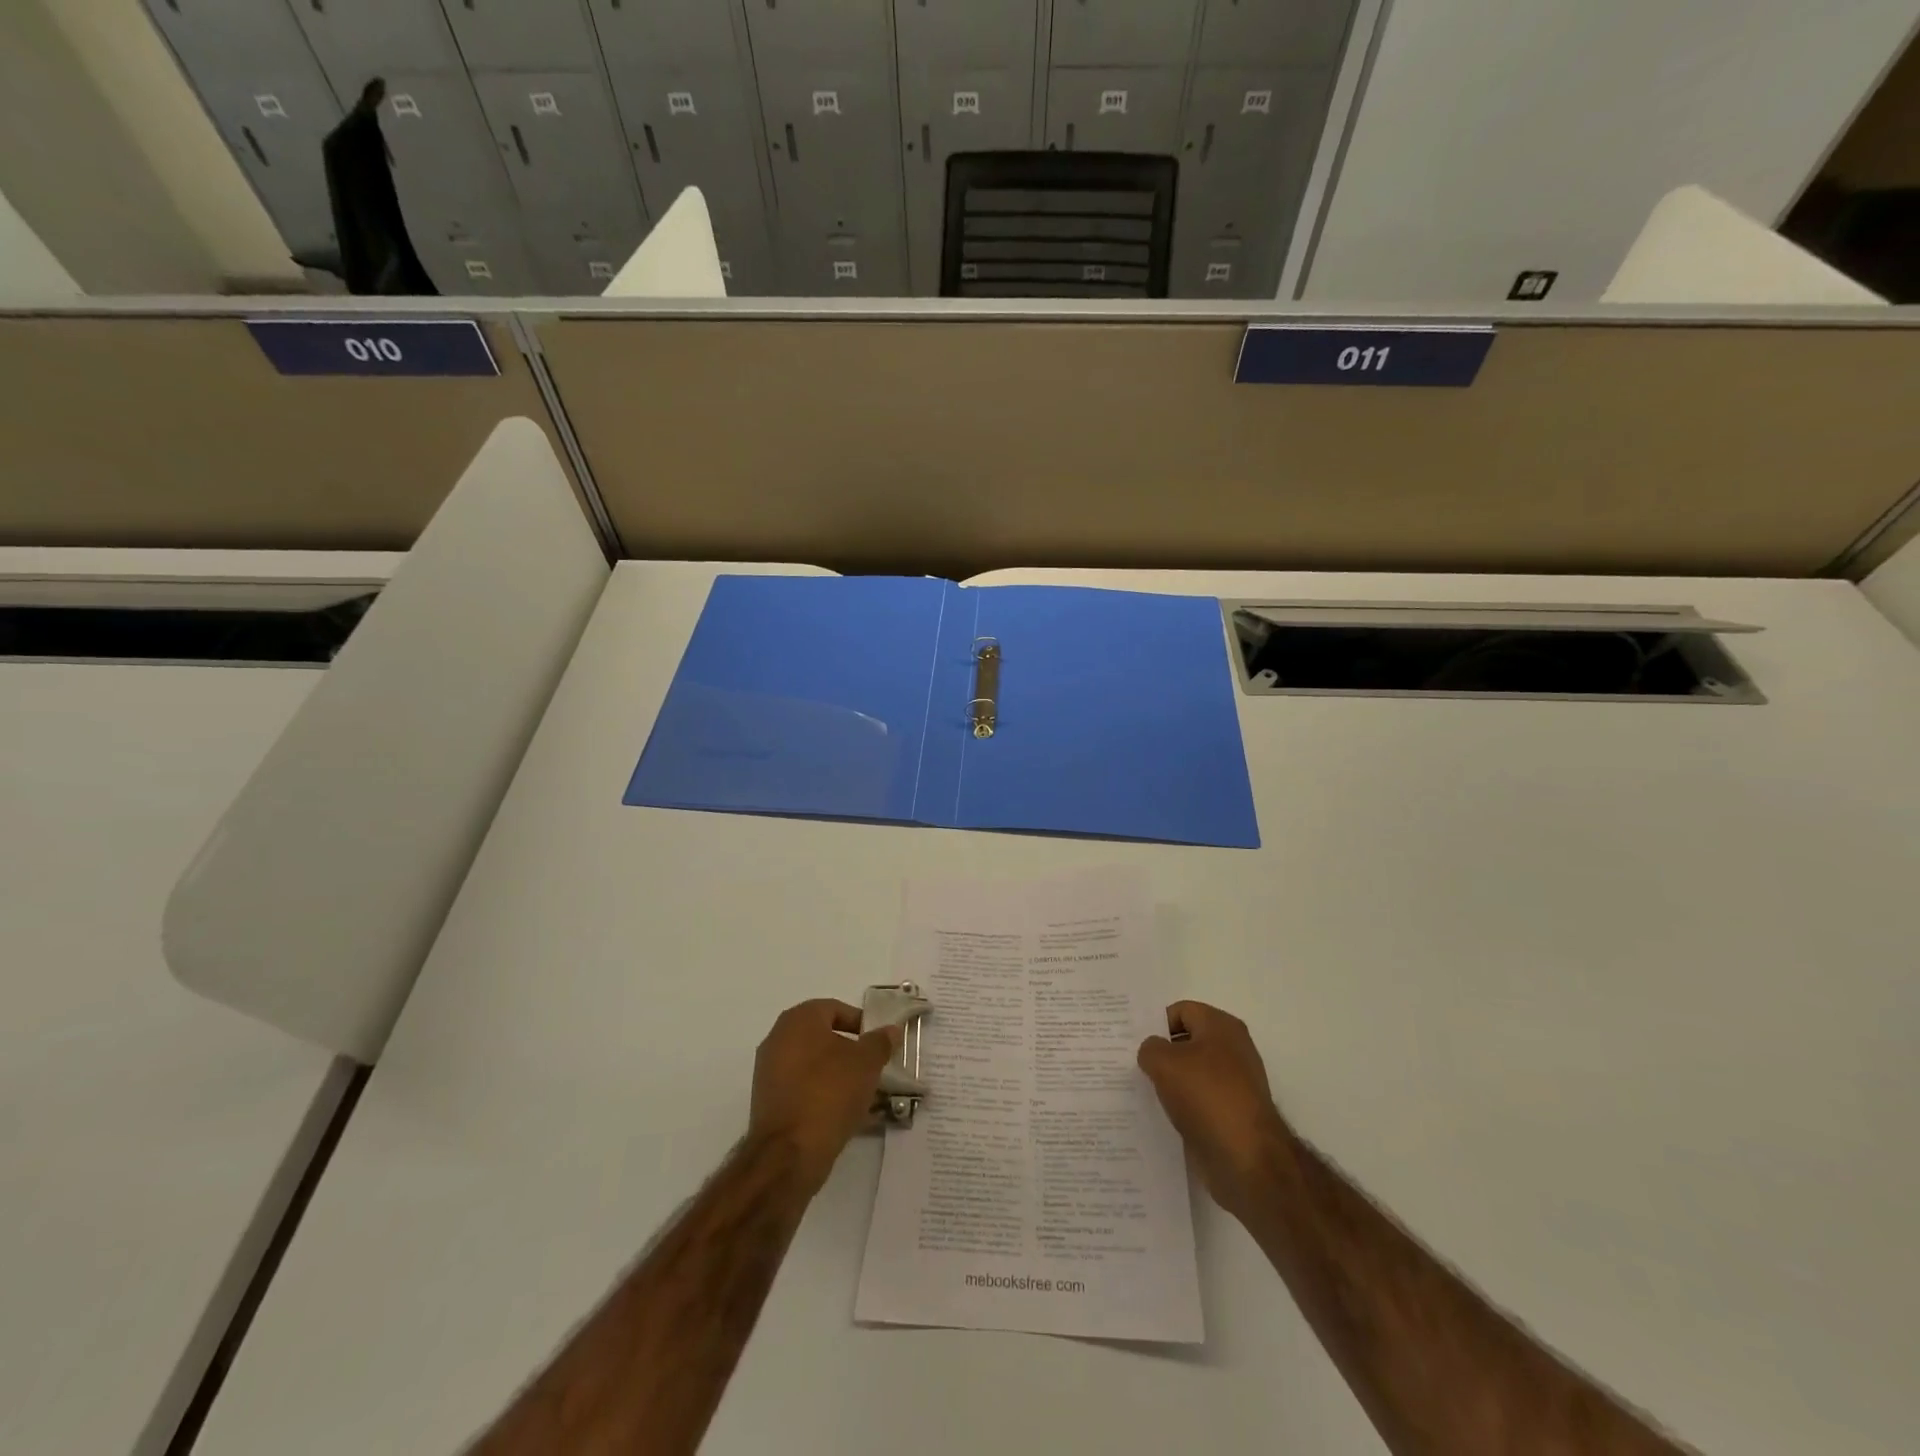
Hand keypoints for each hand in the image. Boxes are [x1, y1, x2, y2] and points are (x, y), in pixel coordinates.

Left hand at [749, 1000, 898, 1193]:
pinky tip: (845, 1114)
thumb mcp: (866, 1063)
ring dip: (838, 1075)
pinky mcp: (769, 1102)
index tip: (878, 1042)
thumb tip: (890, 1030)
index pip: (835, 1009)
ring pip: (813, 1065)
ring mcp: (769, 1072)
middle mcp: (778, 1039)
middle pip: (823, 1037)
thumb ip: (880, 1042)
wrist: (789, 1153)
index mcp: (799, 1020)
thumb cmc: (830, 1092)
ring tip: (864, 1094)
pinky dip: (823, 1095)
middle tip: (873, 1067)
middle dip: (850, 1051)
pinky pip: (803, 1089)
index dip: (860, 1023)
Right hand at [1138, 1001, 1291, 1218]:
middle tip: (1133, 1064)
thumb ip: (1150, 1048)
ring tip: (1143, 1091)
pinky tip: (1163, 1115)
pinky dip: (1183, 1105)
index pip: (1181, 1011)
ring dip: (1171, 1081)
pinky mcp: (1234, 1114)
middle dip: (1162, 1053)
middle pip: (1187, 1042)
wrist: (1247, 1158)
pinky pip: (1200, 1100)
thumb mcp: (1164, 1062)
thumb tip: (1153, 1052)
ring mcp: (1236, 1083)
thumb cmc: (1206, 1096)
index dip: (1156, 1024)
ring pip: (1193, 1073)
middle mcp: (1233, 1049)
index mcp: (1221, 1026)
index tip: (1134, 1043)